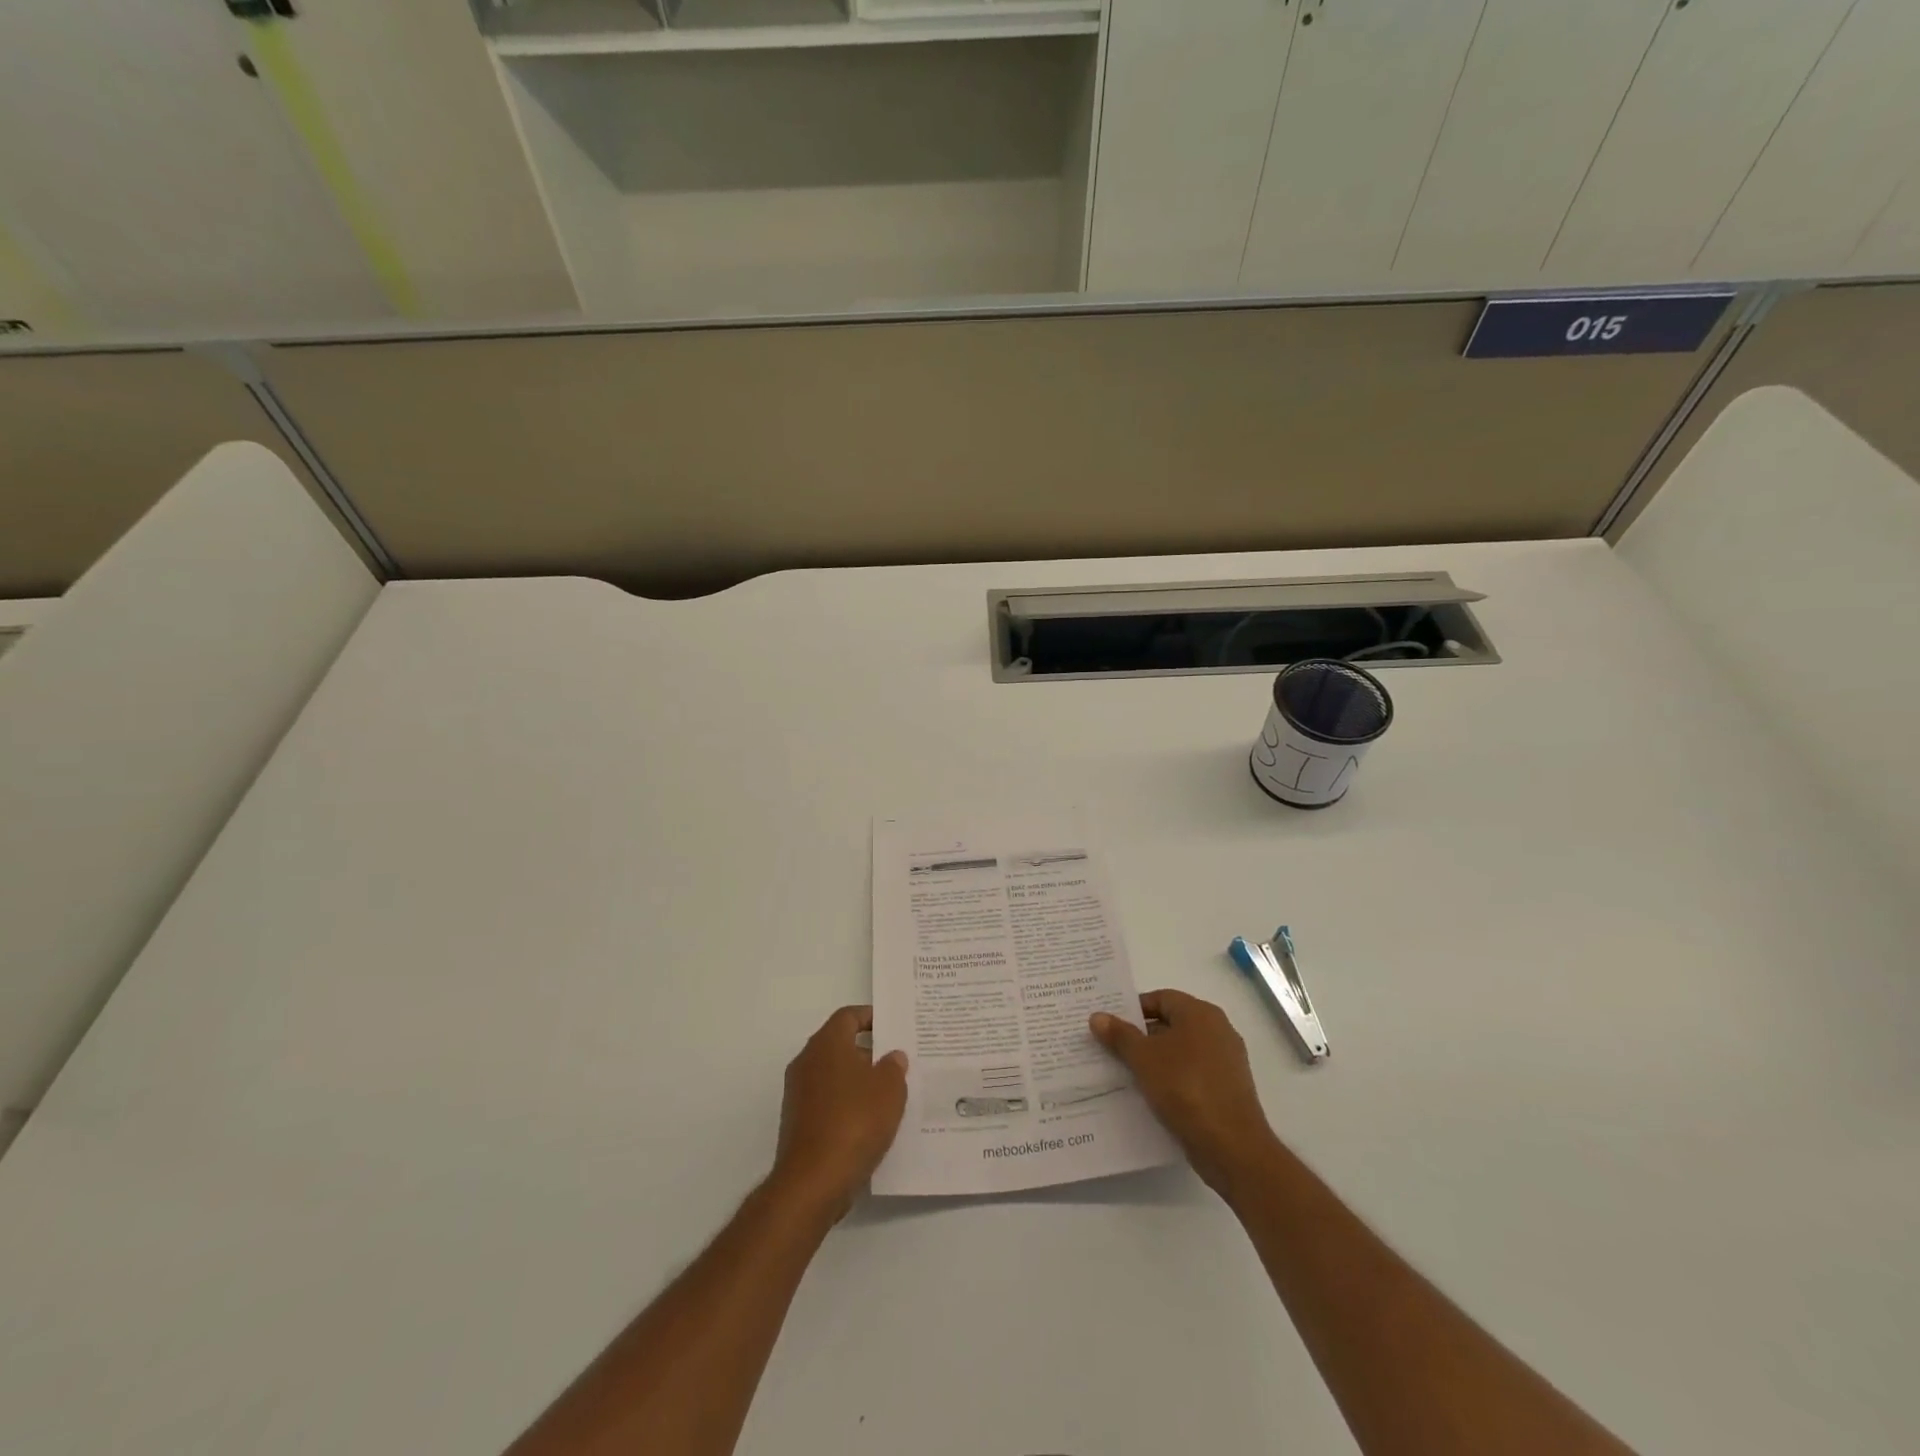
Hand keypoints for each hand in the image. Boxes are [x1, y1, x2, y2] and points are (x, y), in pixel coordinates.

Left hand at [770, 1006, 907, 1219]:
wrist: (812, 1182)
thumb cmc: (854, 1122)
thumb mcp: (889, 1089)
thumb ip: (894, 1067)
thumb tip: (891, 1056)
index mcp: (826, 1044)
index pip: (848, 1016)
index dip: (871, 1018)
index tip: (892, 1028)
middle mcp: (807, 1062)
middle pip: (839, 1045)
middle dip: (868, 1052)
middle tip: (897, 1062)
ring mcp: (798, 1094)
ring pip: (833, 1076)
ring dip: (858, 1082)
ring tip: (889, 1095)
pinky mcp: (797, 1123)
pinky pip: (827, 1103)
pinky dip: (846, 1106)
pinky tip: (869, 1124)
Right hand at [1091, 989, 1276, 1197]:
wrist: (1232, 1146)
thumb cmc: (1186, 1088)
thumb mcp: (1144, 1058)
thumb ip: (1120, 1035)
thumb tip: (1098, 1016)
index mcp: (1200, 1013)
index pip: (1161, 998)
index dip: (1133, 1009)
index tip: (1110, 1024)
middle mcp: (1218, 1030)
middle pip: (1171, 1024)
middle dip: (1141, 1035)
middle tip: (1111, 1047)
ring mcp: (1226, 1061)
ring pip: (1181, 1052)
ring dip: (1155, 1060)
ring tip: (1125, 1072)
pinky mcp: (1228, 1090)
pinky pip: (1193, 1075)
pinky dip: (1172, 1080)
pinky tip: (1151, 1095)